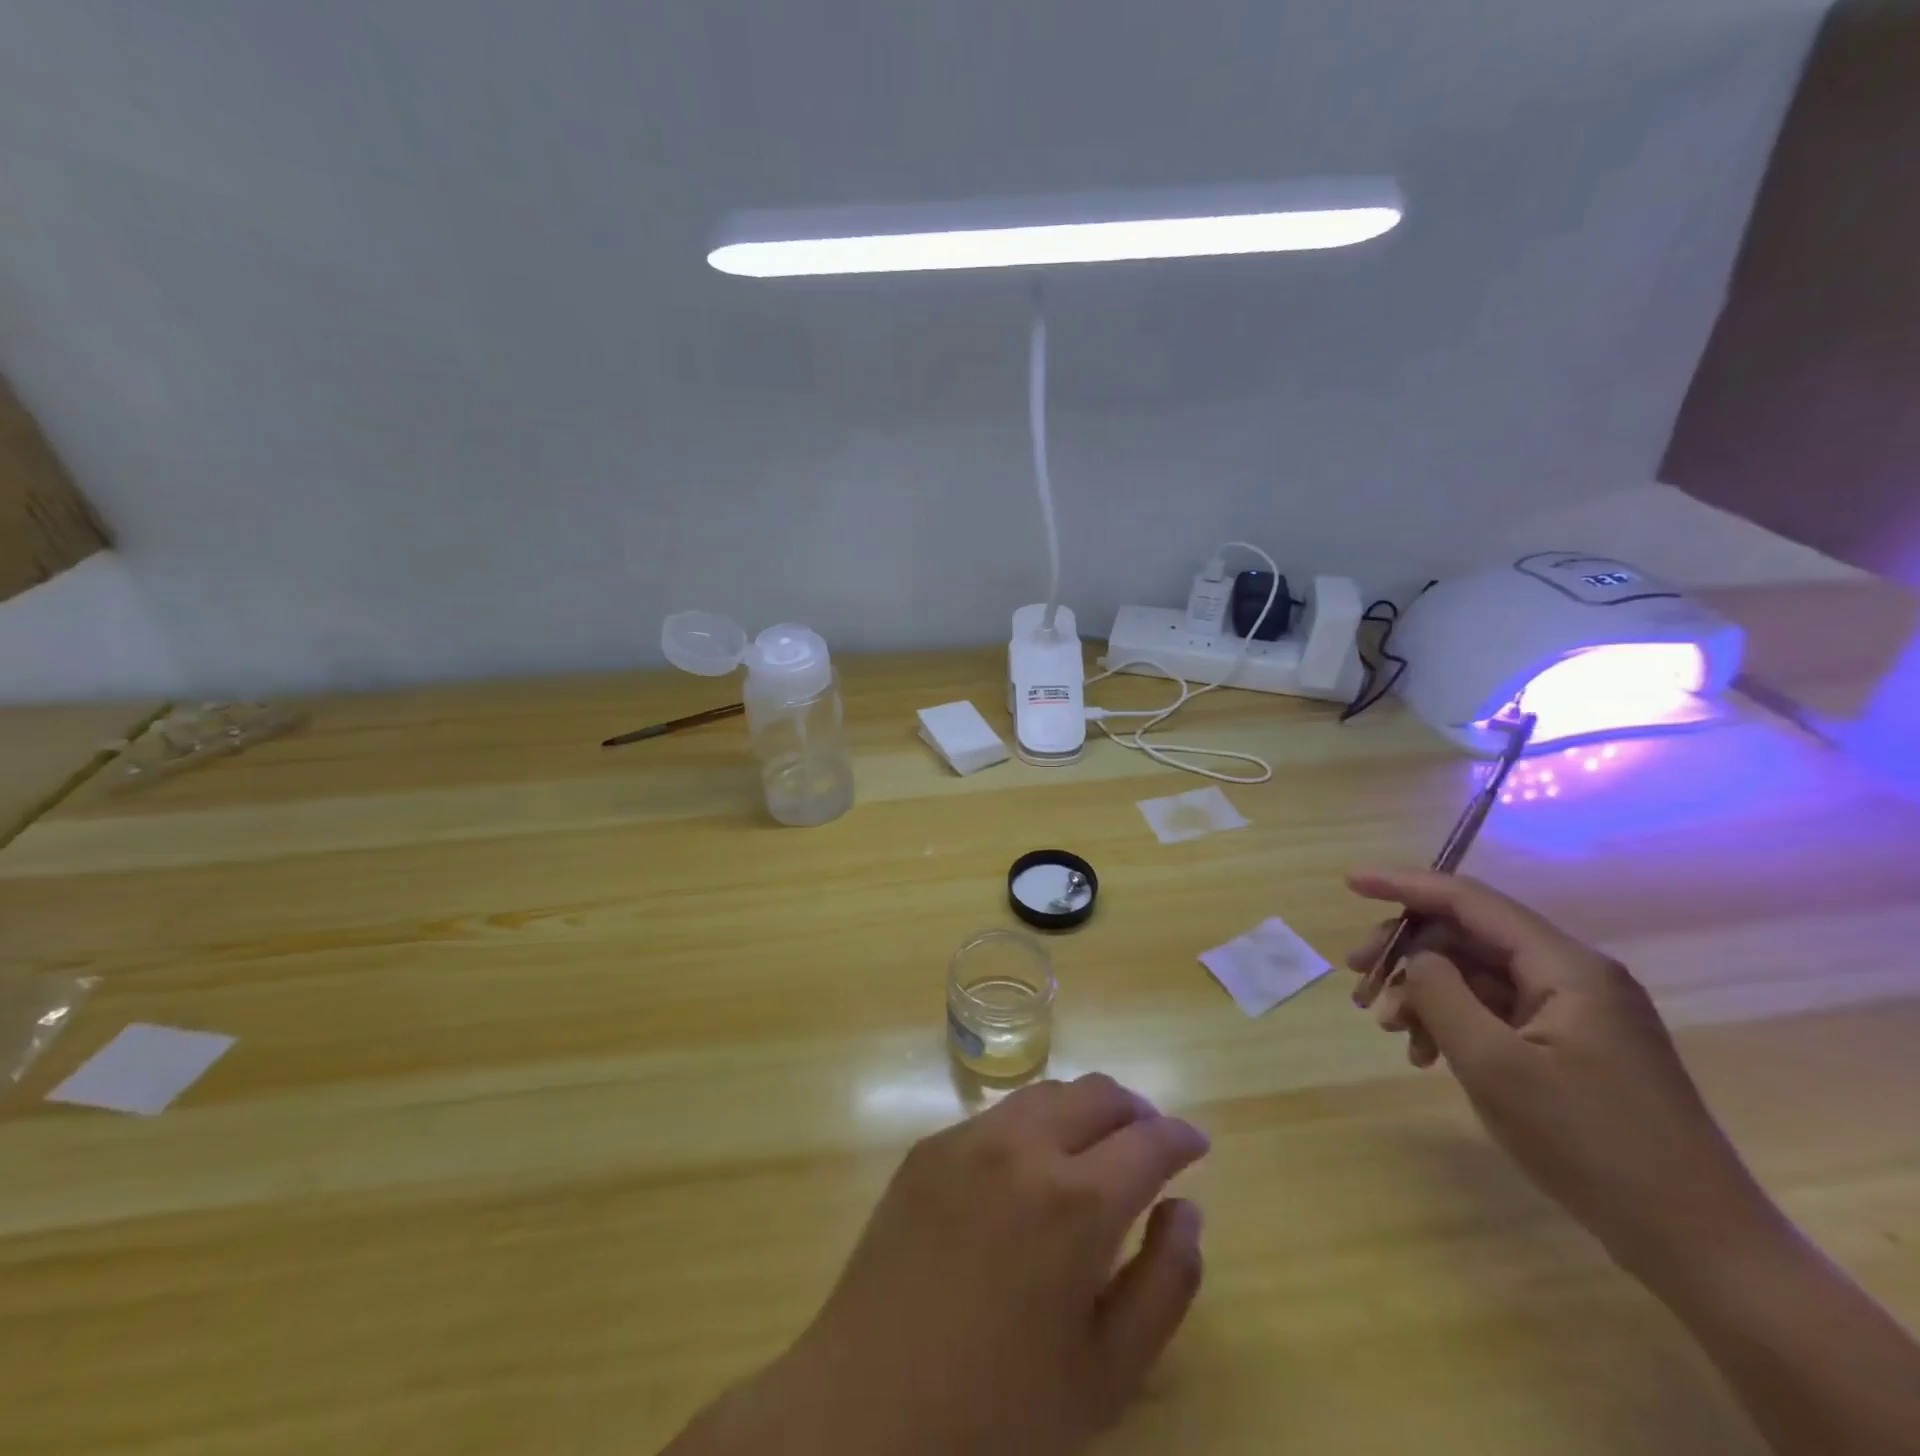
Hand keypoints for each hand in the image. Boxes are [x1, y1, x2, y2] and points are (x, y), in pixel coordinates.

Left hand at [669, 1074, 1208, 1455]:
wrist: (866, 1405)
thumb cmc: (1000, 1407)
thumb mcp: (1108, 1371)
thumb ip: (1166, 1282)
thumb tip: (1186, 1209)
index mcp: (1077, 1201)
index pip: (1149, 1139)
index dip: (1181, 1137)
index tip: (1196, 1145)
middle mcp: (1025, 1146)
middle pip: (1098, 1093)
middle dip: (1136, 1110)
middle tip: (1151, 1140)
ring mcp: (969, 1137)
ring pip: (1047, 1092)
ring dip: (1085, 1108)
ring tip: (1097, 1145)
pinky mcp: (929, 1145)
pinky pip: (998, 1116)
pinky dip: (1034, 1124)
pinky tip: (1030, 1168)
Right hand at [1343, 868, 1777, 1275]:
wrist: (1698, 1245)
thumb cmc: (1591, 1147)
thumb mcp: (1494, 1066)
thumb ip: (1442, 994)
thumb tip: (1415, 957)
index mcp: (1566, 966)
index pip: (1469, 901)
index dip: (1404, 885)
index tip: (1350, 883)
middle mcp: (1574, 974)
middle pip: (1468, 936)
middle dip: (1406, 953)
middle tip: (1359, 984)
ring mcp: (1577, 1011)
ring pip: (1477, 975)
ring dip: (1425, 993)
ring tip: (1392, 1030)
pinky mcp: (1574, 1044)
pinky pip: (1497, 1010)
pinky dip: (1454, 1022)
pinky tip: (1427, 1055)